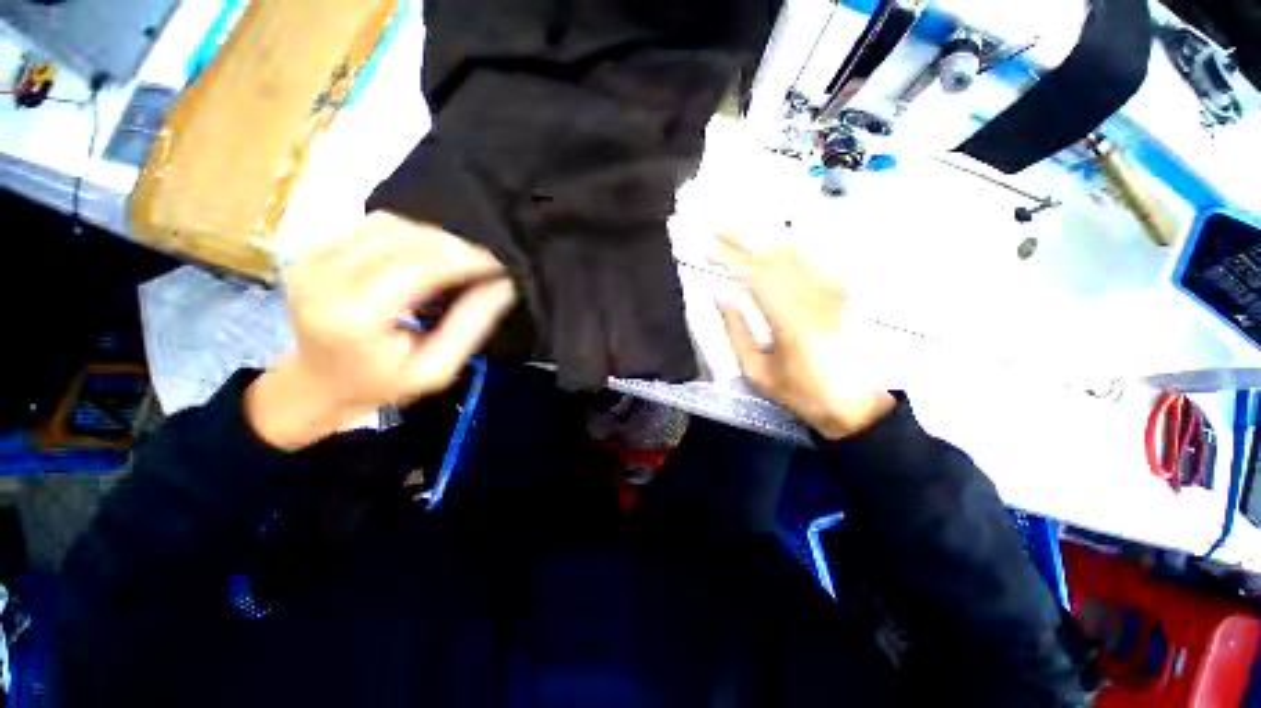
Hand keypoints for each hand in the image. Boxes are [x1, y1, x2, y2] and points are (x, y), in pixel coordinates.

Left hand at [247, 212, 515, 449]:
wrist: (318, 383)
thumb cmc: (382, 383)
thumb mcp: (436, 369)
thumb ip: (470, 326)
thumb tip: (503, 286)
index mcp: (352, 316)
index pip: (416, 267)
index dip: (463, 259)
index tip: (499, 265)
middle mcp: (323, 278)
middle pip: (403, 239)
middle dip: (455, 246)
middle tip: (487, 263)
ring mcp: (312, 258)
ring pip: (390, 225)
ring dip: (435, 237)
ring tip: (460, 259)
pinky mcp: (313, 249)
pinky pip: (373, 225)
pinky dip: (411, 233)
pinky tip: (428, 254)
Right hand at [716, 234, 894, 439]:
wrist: (854, 404)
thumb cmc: (801, 393)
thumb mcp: (757, 373)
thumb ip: (736, 333)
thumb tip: (719, 297)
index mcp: (793, 326)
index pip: (757, 278)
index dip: (731, 259)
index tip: (708, 249)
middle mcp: (817, 302)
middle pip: (775, 257)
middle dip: (742, 238)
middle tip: (717, 227)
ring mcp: (834, 294)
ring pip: (796, 252)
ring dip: (763, 236)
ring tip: (738, 228)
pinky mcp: (842, 292)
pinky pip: (814, 259)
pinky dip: (789, 245)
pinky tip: (772, 238)